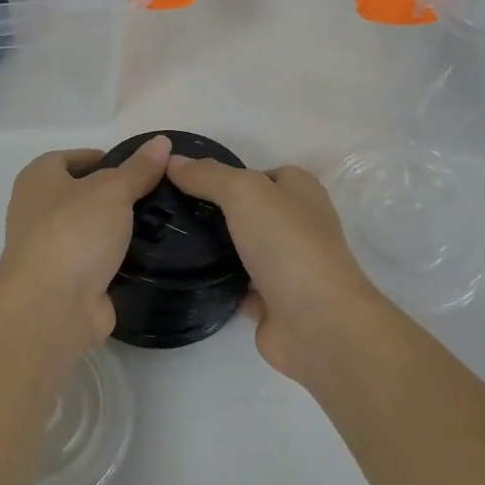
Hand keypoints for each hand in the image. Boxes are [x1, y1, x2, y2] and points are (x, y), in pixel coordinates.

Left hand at [0, 136, 172, 351]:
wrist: (52, 305)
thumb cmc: (74, 231)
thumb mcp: (113, 190)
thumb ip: (138, 168)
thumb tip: (161, 141)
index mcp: (37, 179)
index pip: (68, 158)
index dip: (100, 158)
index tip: (136, 167)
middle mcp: (36, 211)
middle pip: (81, 195)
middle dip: (115, 195)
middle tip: (156, 194)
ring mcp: (50, 249)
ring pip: (90, 231)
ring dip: (117, 229)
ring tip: (161, 223)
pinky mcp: (66, 281)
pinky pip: (96, 262)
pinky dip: (117, 259)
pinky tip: (149, 256)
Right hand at [165, 157, 387, 382]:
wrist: (316, 323)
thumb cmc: (286, 244)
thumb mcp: (244, 192)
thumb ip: (208, 175)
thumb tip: (173, 161)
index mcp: (301, 192)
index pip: (258, 174)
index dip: (225, 175)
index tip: (186, 182)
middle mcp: (298, 225)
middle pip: (248, 211)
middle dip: (214, 212)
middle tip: (170, 212)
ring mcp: (287, 266)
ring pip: (241, 249)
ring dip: (213, 248)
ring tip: (168, 241)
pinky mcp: (273, 302)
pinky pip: (237, 285)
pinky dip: (217, 282)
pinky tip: (184, 276)